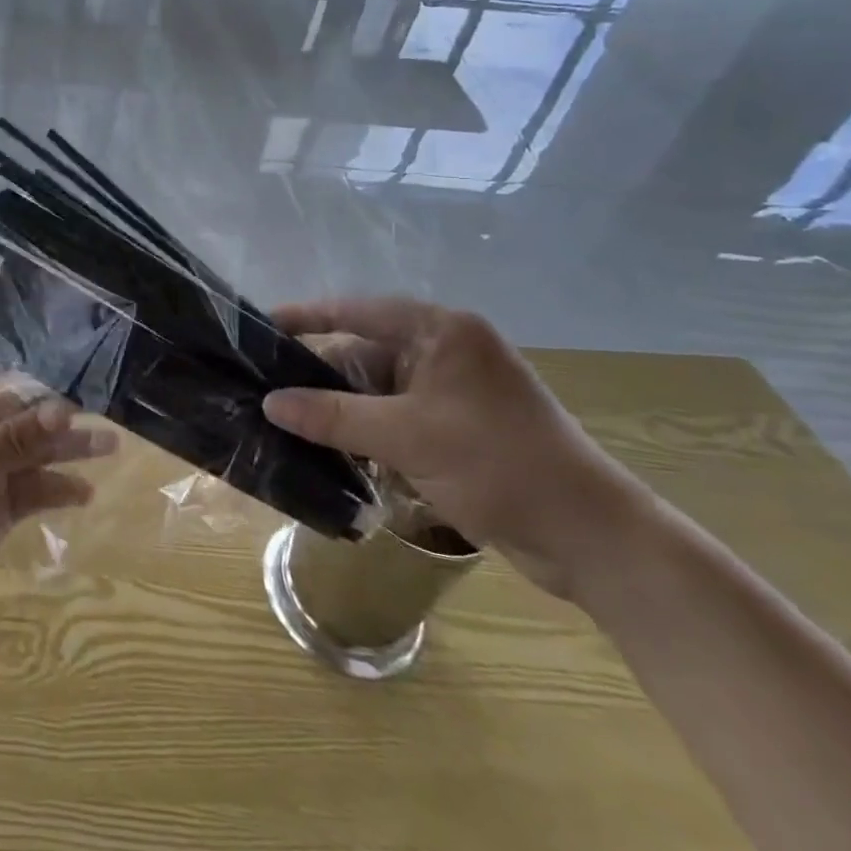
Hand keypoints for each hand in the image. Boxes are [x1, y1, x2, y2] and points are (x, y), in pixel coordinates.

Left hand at [0, 353, 116, 639]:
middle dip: (53, 411)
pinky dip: (58, 489)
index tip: (65, 360)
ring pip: (30, 452)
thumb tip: (66, 411)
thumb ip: (12, 439)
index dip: (19, 365)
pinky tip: (84, 491)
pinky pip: (33, 490)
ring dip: (65, 449)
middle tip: (99, 407)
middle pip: (16, 412)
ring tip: (109, 445)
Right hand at [265, 299, 648, 598]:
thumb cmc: (499, 465)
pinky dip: (362, 429)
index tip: (260, 326)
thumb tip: (269, 403)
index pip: (357, 311)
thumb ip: (333, 415)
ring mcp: (450, 391)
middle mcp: (444, 351)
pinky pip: (392, 416)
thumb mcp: (407, 436)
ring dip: (337, 406)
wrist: (591, 538)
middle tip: (263, 382)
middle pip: (363, 350)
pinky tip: (324, 445)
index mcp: (441, 332)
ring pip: (375, 388)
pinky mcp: (454, 427)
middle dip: (317, 371)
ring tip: (281, 416)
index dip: (306, 317)